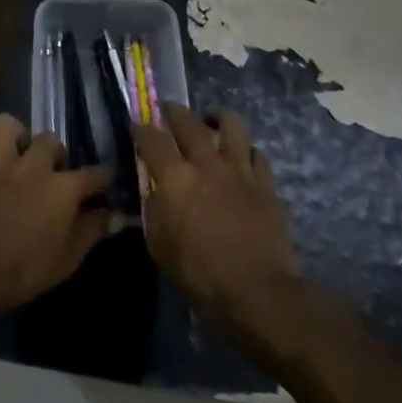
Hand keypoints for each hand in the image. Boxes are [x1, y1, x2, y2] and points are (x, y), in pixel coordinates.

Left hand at [0, 114, 110, 329]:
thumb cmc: (25, 271)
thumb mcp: (68, 260)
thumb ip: (92, 231)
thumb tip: (112, 216)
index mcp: (63, 189)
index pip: (93, 174)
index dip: (103, 178)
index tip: (105, 183)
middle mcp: (33, 167)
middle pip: (50, 140)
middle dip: (54, 152)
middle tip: (52, 170)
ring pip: (4, 126)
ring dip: (10, 135)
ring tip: (14, 152)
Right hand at [133, 105, 299, 351]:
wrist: (257, 291)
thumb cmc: (200, 274)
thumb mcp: (159, 246)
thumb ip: (153, 210)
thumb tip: (154, 192)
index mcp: (175, 178)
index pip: (151, 139)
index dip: (140, 129)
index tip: (136, 126)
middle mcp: (206, 163)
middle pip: (188, 121)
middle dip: (174, 112)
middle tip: (169, 111)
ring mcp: (240, 169)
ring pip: (231, 124)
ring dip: (217, 119)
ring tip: (211, 122)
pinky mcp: (265, 183)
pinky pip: (256, 154)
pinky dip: (245, 151)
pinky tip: (241, 159)